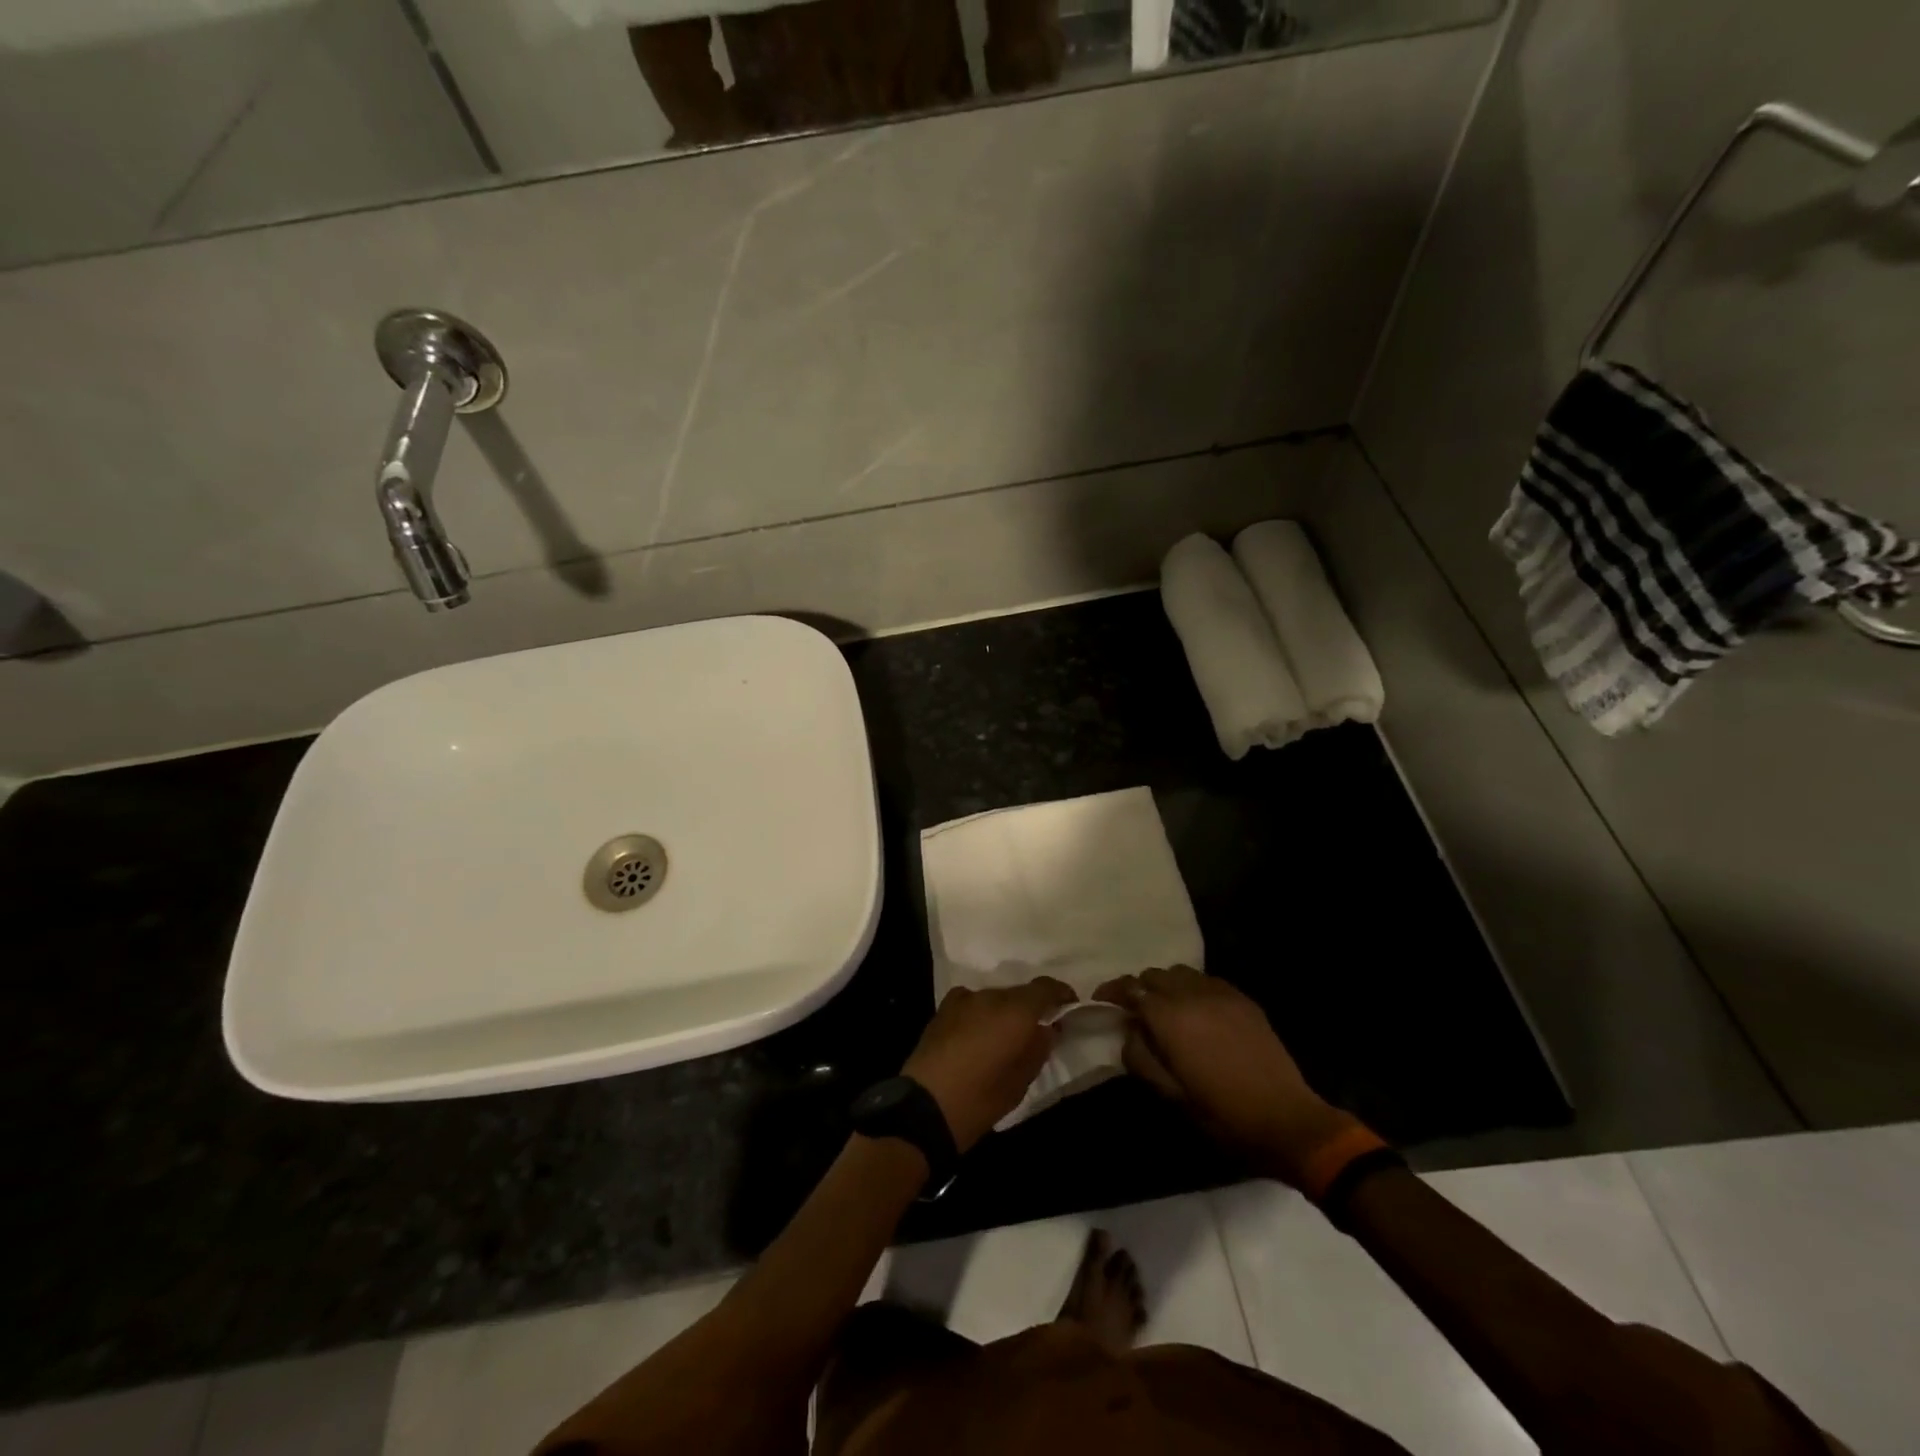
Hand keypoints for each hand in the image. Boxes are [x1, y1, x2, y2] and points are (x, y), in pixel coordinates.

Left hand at [902, 978, 1076, 1151]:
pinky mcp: (943, 1009)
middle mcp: (990, 997)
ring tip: (1005, 1037)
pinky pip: (971, 1003)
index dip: (1060, 994)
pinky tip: (978, 1033)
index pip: (1044, 988)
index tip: (1069, 1005)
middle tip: (1037, 1030)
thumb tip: (1046, 1030)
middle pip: (1018, 993)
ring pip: (994, 998)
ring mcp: (963, 1000)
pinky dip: (980, 1013)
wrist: (924, 1107)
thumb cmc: (980, 1100)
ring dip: (1004, 1011)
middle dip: (1031, 1007)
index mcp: (1014, 1012)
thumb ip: (1037, 1049)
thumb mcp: (1020, 1082)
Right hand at [1094, 966, 1358, 1186]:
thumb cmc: (1222, 1114)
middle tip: (1135, 1012)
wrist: (1287, 1120)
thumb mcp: (1170, 1095)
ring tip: (1167, 1010)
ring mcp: (1221, 993)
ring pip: (1181, 973)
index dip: (1112, 991)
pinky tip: (1199, 1013)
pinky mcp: (1243, 1000)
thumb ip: (1140, 1057)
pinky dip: (1193, 989)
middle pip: (1154, 975)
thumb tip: (1128, 1032)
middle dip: (1140, 989)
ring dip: (1167, 986)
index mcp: (1170, 1017)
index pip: (1131, 988)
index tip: (1101, 1001)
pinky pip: (1207, 981)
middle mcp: (1192, 994)